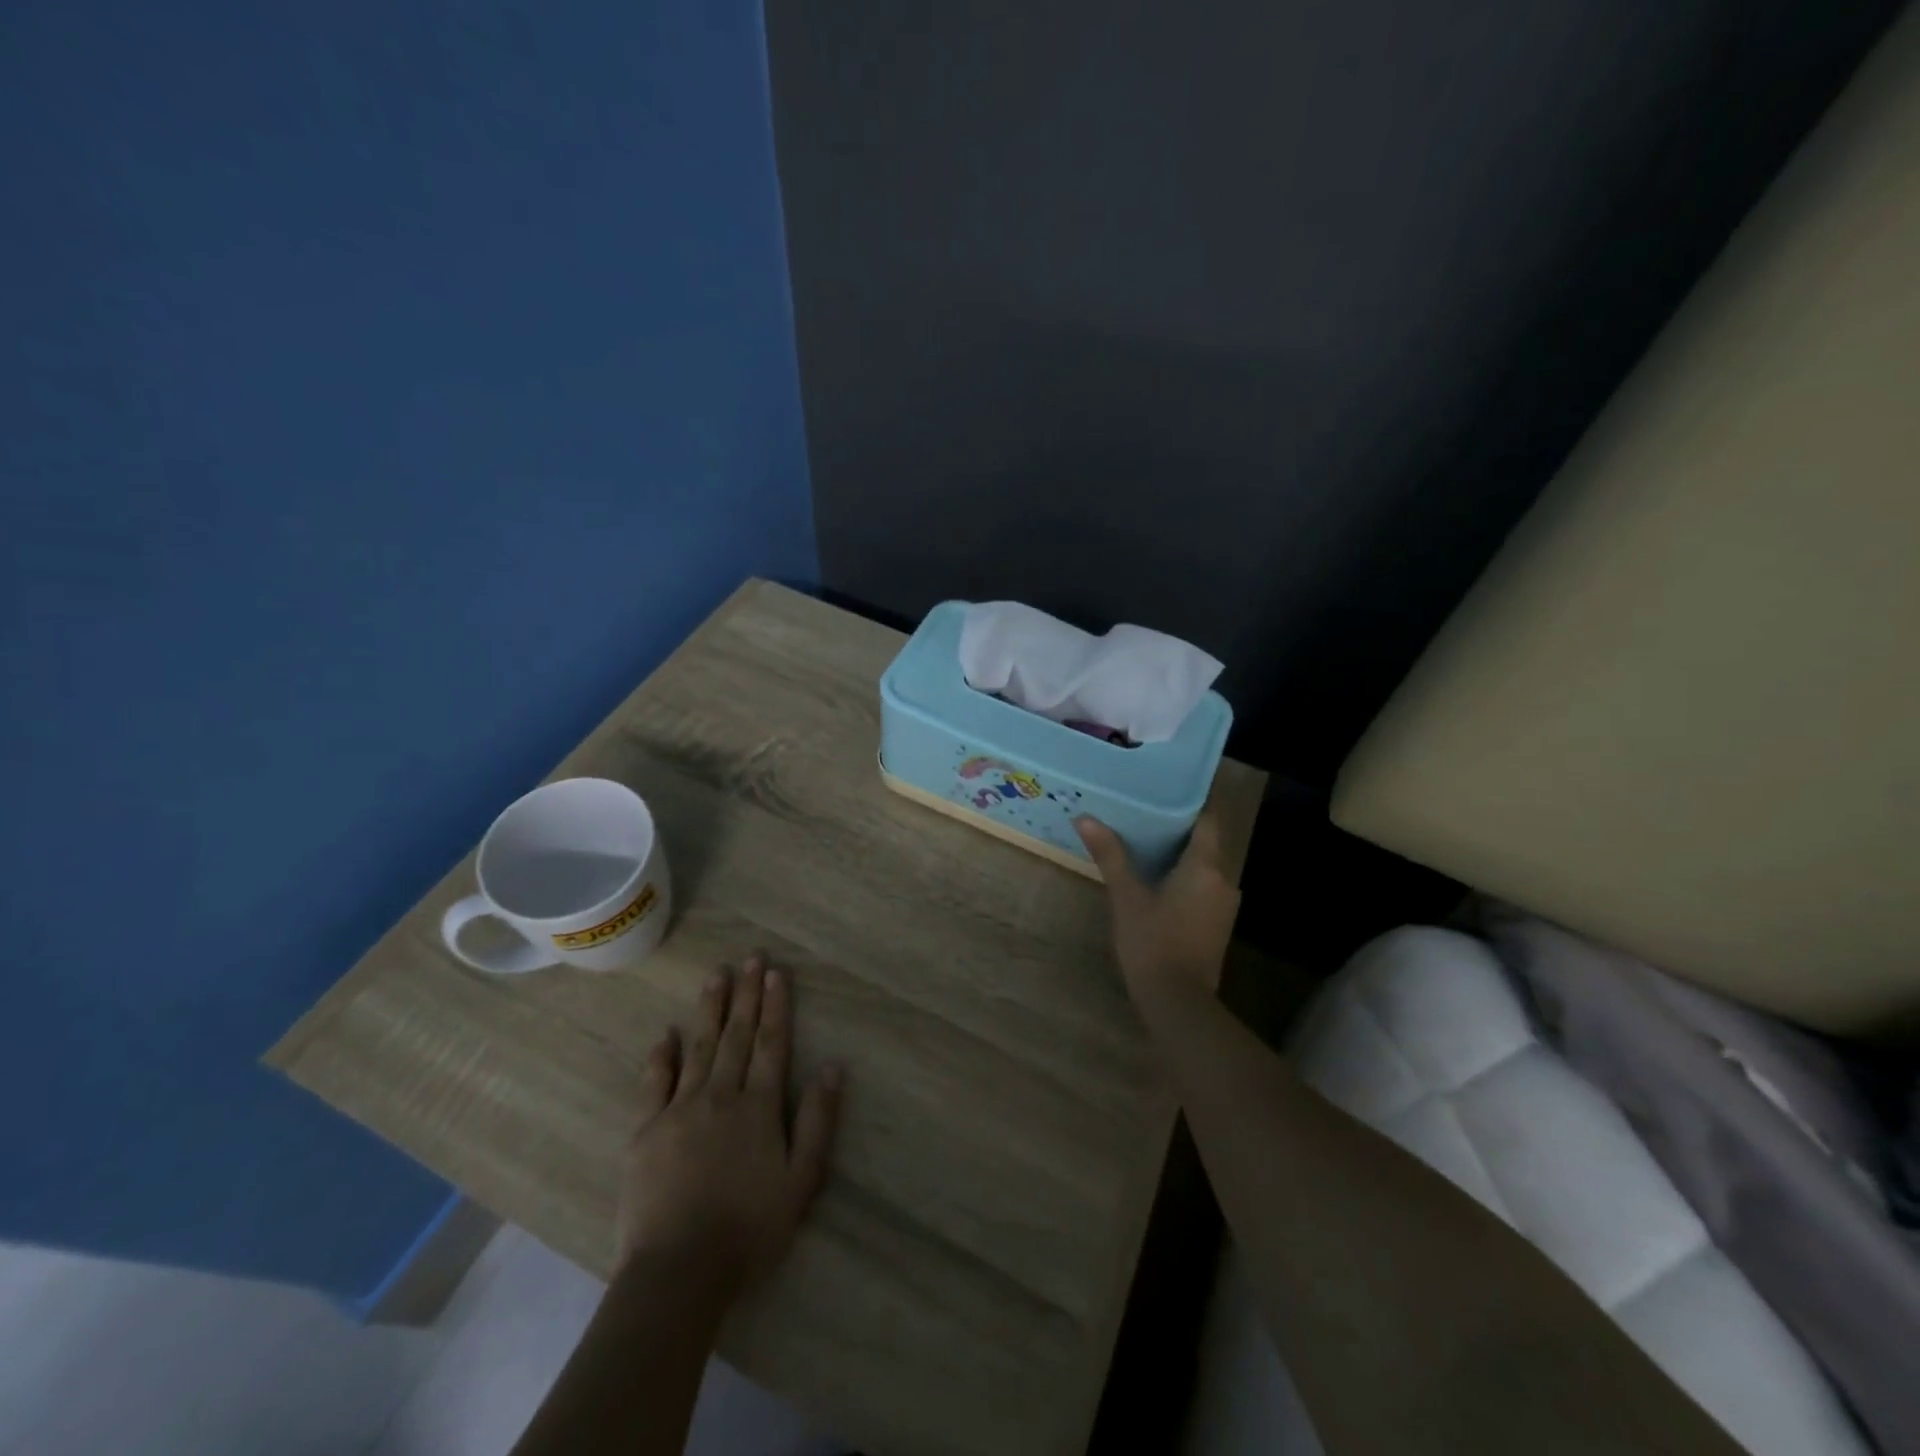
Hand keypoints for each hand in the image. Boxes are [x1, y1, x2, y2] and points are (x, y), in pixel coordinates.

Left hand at [616, 955, 842, 1297]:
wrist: (679, 1272)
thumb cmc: (749, 1229)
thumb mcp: (801, 1180)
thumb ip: (817, 1120)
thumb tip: (833, 1066)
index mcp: (758, 1106)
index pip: (770, 1044)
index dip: (776, 1006)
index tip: (775, 973)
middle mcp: (721, 1095)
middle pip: (736, 1035)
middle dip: (746, 994)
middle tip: (750, 957)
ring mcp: (679, 1109)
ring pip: (699, 1047)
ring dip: (710, 1009)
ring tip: (716, 976)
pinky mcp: (646, 1130)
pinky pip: (654, 1083)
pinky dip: (661, 1056)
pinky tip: (666, 1033)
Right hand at [1076, 813, 1239, 1000]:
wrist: (1179, 1004)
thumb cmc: (1153, 943)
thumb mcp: (1127, 897)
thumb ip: (1110, 855)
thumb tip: (1085, 818)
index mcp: (1206, 866)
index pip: (1209, 817)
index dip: (1193, 798)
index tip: (1169, 784)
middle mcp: (1223, 879)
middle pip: (1206, 840)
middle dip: (1180, 824)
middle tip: (1146, 807)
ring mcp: (1223, 904)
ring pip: (1205, 864)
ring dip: (1181, 851)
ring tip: (1147, 836)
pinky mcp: (1218, 923)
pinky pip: (1203, 885)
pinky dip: (1184, 874)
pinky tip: (1157, 875)